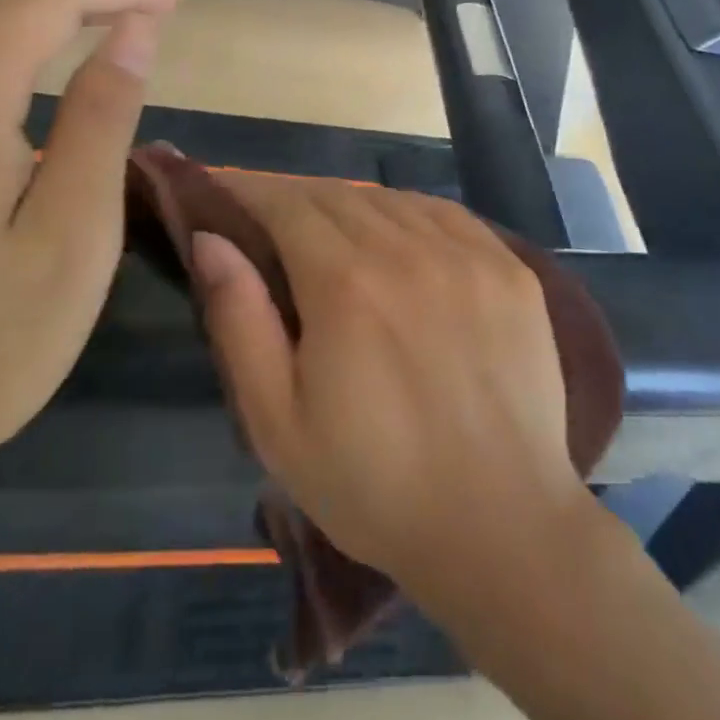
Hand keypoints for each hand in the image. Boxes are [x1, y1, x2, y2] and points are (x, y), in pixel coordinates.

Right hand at [189, 178, 590, 598]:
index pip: (285, 204)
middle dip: (292, 198)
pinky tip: (396, 237)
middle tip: (268, 222)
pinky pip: (443, 212)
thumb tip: (210, 240)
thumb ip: (240, 320)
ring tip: (329, 234)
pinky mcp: (509, 267)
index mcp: (345, 283)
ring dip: (348, 205)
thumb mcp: (278, 423)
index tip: (221, 193)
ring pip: (388, 199)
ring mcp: (467, 252)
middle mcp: (407, 248)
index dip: (248, 190)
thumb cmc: (374, 485)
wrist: (502, 528)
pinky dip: (405, 212)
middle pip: (335, 195)